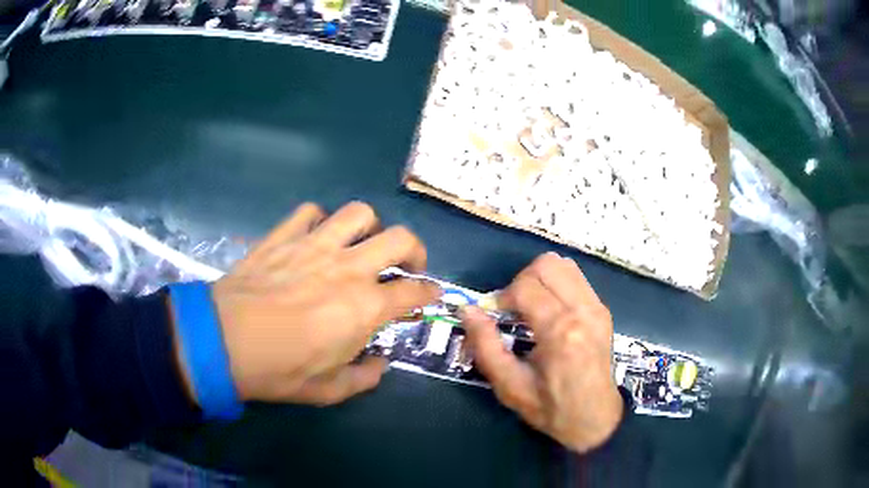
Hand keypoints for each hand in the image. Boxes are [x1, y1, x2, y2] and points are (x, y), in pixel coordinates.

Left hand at [186, 202, 440, 405]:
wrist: (222, 342)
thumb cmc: (279, 371)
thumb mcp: (329, 390)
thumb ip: (365, 377)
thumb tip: (381, 363)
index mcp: (365, 307)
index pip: (414, 291)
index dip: (429, 292)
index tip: (431, 294)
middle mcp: (348, 268)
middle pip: (399, 238)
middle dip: (414, 250)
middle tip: (406, 264)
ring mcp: (314, 245)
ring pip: (358, 214)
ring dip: (369, 227)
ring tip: (360, 244)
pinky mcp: (283, 236)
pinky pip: (310, 212)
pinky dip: (319, 220)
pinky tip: (313, 237)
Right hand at [461, 252, 622, 452]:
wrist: (595, 419)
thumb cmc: (550, 408)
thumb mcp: (509, 386)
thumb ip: (485, 346)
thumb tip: (467, 310)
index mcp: (561, 332)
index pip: (525, 287)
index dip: (501, 297)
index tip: (494, 317)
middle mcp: (584, 311)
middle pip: (546, 265)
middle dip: (520, 281)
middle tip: (512, 309)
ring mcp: (597, 307)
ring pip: (563, 264)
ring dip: (539, 278)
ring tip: (530, 306)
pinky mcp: (603, 309)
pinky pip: (575, 278)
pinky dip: (555, 284)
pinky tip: (549, 310)